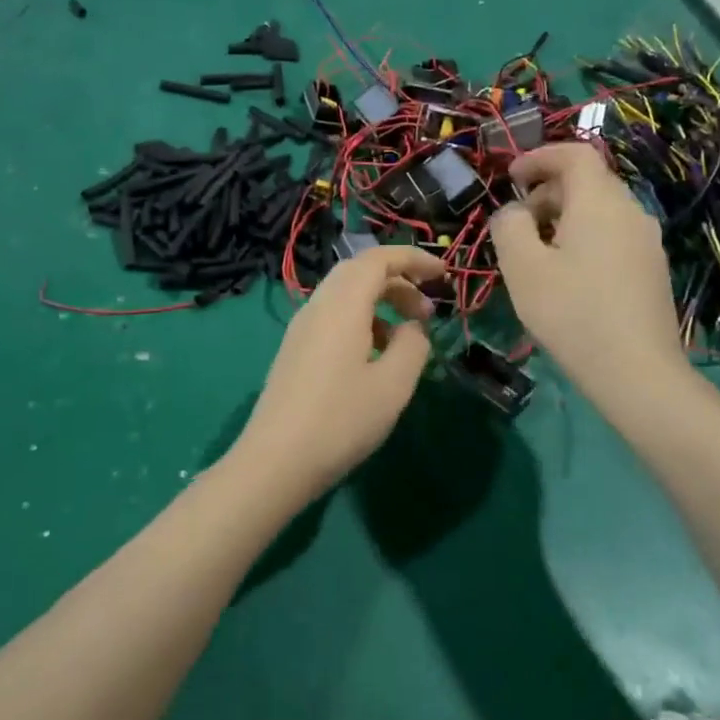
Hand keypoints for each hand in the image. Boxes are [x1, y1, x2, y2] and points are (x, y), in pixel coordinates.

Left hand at [230, 246, 445, 500]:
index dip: (413, 259)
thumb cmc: (341, 420)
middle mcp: (317, 306)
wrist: (276, 461)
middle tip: (428, 311)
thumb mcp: (393, 385)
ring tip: (408, 337)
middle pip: (359, 272)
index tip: (443, 275)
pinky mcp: (295, 351)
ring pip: (345, 295)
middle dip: (398, 281)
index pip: (378, 259)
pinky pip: (333, 318)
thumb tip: (413, 328)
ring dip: (380, 303)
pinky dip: (362, 321)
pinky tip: (376, 358)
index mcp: (342, 305)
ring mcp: (301, 329)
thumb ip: (413, 345)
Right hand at [489, 143, 683, 387]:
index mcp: (599, 202)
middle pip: (589, 181)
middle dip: (548, 192)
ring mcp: (647, 241)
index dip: (540, 156)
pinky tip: (568, 276)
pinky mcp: (652, 268)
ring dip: (564, 217)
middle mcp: (630, 211)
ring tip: (537, 254)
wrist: (637, 371)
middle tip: (517, 224)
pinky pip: (613, 235)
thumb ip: (509, 226)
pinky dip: (584, 238)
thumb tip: (514, 212)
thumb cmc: (571, 313)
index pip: (575, 154)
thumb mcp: (522, 267)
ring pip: (601, 210)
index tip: (511, 178)